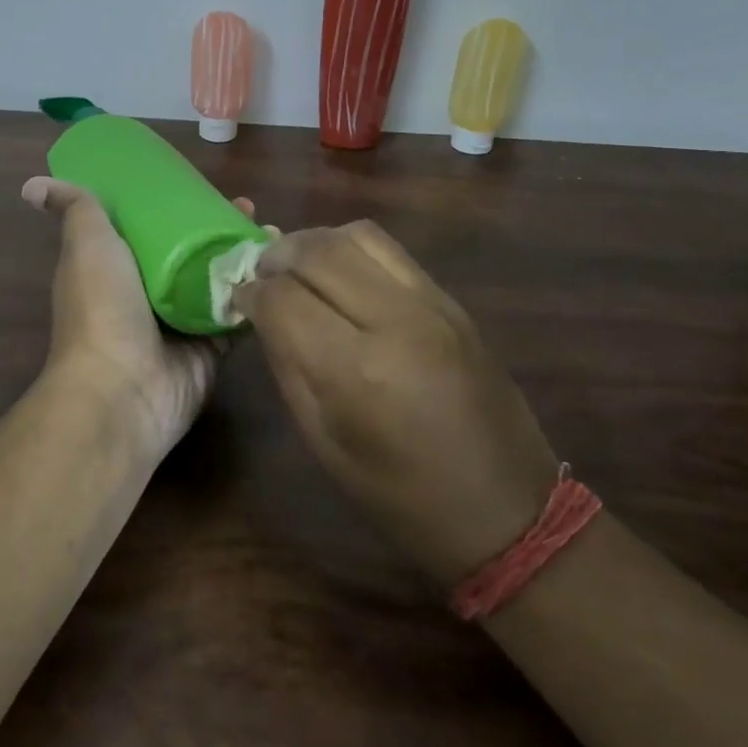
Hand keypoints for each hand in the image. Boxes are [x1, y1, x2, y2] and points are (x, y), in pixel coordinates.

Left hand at [21, 176, 255, 456]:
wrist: (123, 390)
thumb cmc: (102, 308)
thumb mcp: (87, 244)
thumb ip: (76, 210)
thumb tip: (31, 185)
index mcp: (117, 267)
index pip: (151, 226)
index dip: (176, 204)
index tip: (203, 186)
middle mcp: (147, 293)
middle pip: (190, 251)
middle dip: (218, 226)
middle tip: (246, 207)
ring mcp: (180, 324)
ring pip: (218, 280)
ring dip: (244, 255)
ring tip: (270, 230)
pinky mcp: (210, 350)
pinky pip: (238, 315)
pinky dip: (258, 293)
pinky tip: (280, 268)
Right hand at [232, 221, 559, 589]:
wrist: (508, 512)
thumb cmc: (401, 497)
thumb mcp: (324, 442)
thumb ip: (288, 366)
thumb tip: (262, 313)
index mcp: (356, 370)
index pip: (283, 297)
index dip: (250, 293)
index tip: (239, 299)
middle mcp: (395, 320)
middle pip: (317, 251)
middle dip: (276, 256)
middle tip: (260, 274)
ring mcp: (431, 304)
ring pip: (357, 235)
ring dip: (314, 243)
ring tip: (297, 266)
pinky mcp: (453, 301)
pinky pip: (391, 250)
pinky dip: (352, 250)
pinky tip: (341, 276)